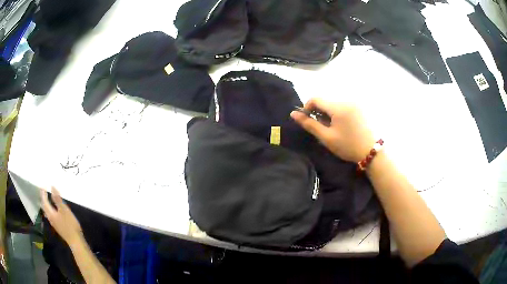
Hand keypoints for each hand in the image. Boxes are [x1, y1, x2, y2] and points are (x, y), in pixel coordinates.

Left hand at [40, 187, 82, 245]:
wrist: (76, 241)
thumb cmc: (70, 225)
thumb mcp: (64, 210)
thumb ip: (57, 199)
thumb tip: (52, 187)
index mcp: (51, 213)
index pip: (44, 201)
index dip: (43, 193)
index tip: (43, 185)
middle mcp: (50, 218)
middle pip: (44, 207)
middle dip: (43, 199)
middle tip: (43, 191)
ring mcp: (54, 223)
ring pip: (47, 212)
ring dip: (46, 204)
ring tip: (46, 199)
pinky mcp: (58, 227)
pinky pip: (50, 215)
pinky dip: (49, 209)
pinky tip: (53, 210)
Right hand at [291, 98, 374, 162]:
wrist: (371, 151)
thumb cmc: (348, 146)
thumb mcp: (326, 137)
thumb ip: (309, 124)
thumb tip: (293, 114)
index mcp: (338, 107)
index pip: (315, 99)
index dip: (307, 107)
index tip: (308, 120)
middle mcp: (346, 100)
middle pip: (325, 100)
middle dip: (319, 111)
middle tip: (322, 127)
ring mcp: (355, 102)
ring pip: (334, 102)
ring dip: (328, 112)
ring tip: (333, 127)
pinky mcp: (360, 106)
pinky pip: (343, 104)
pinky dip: (338, 112)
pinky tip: (342, 124)